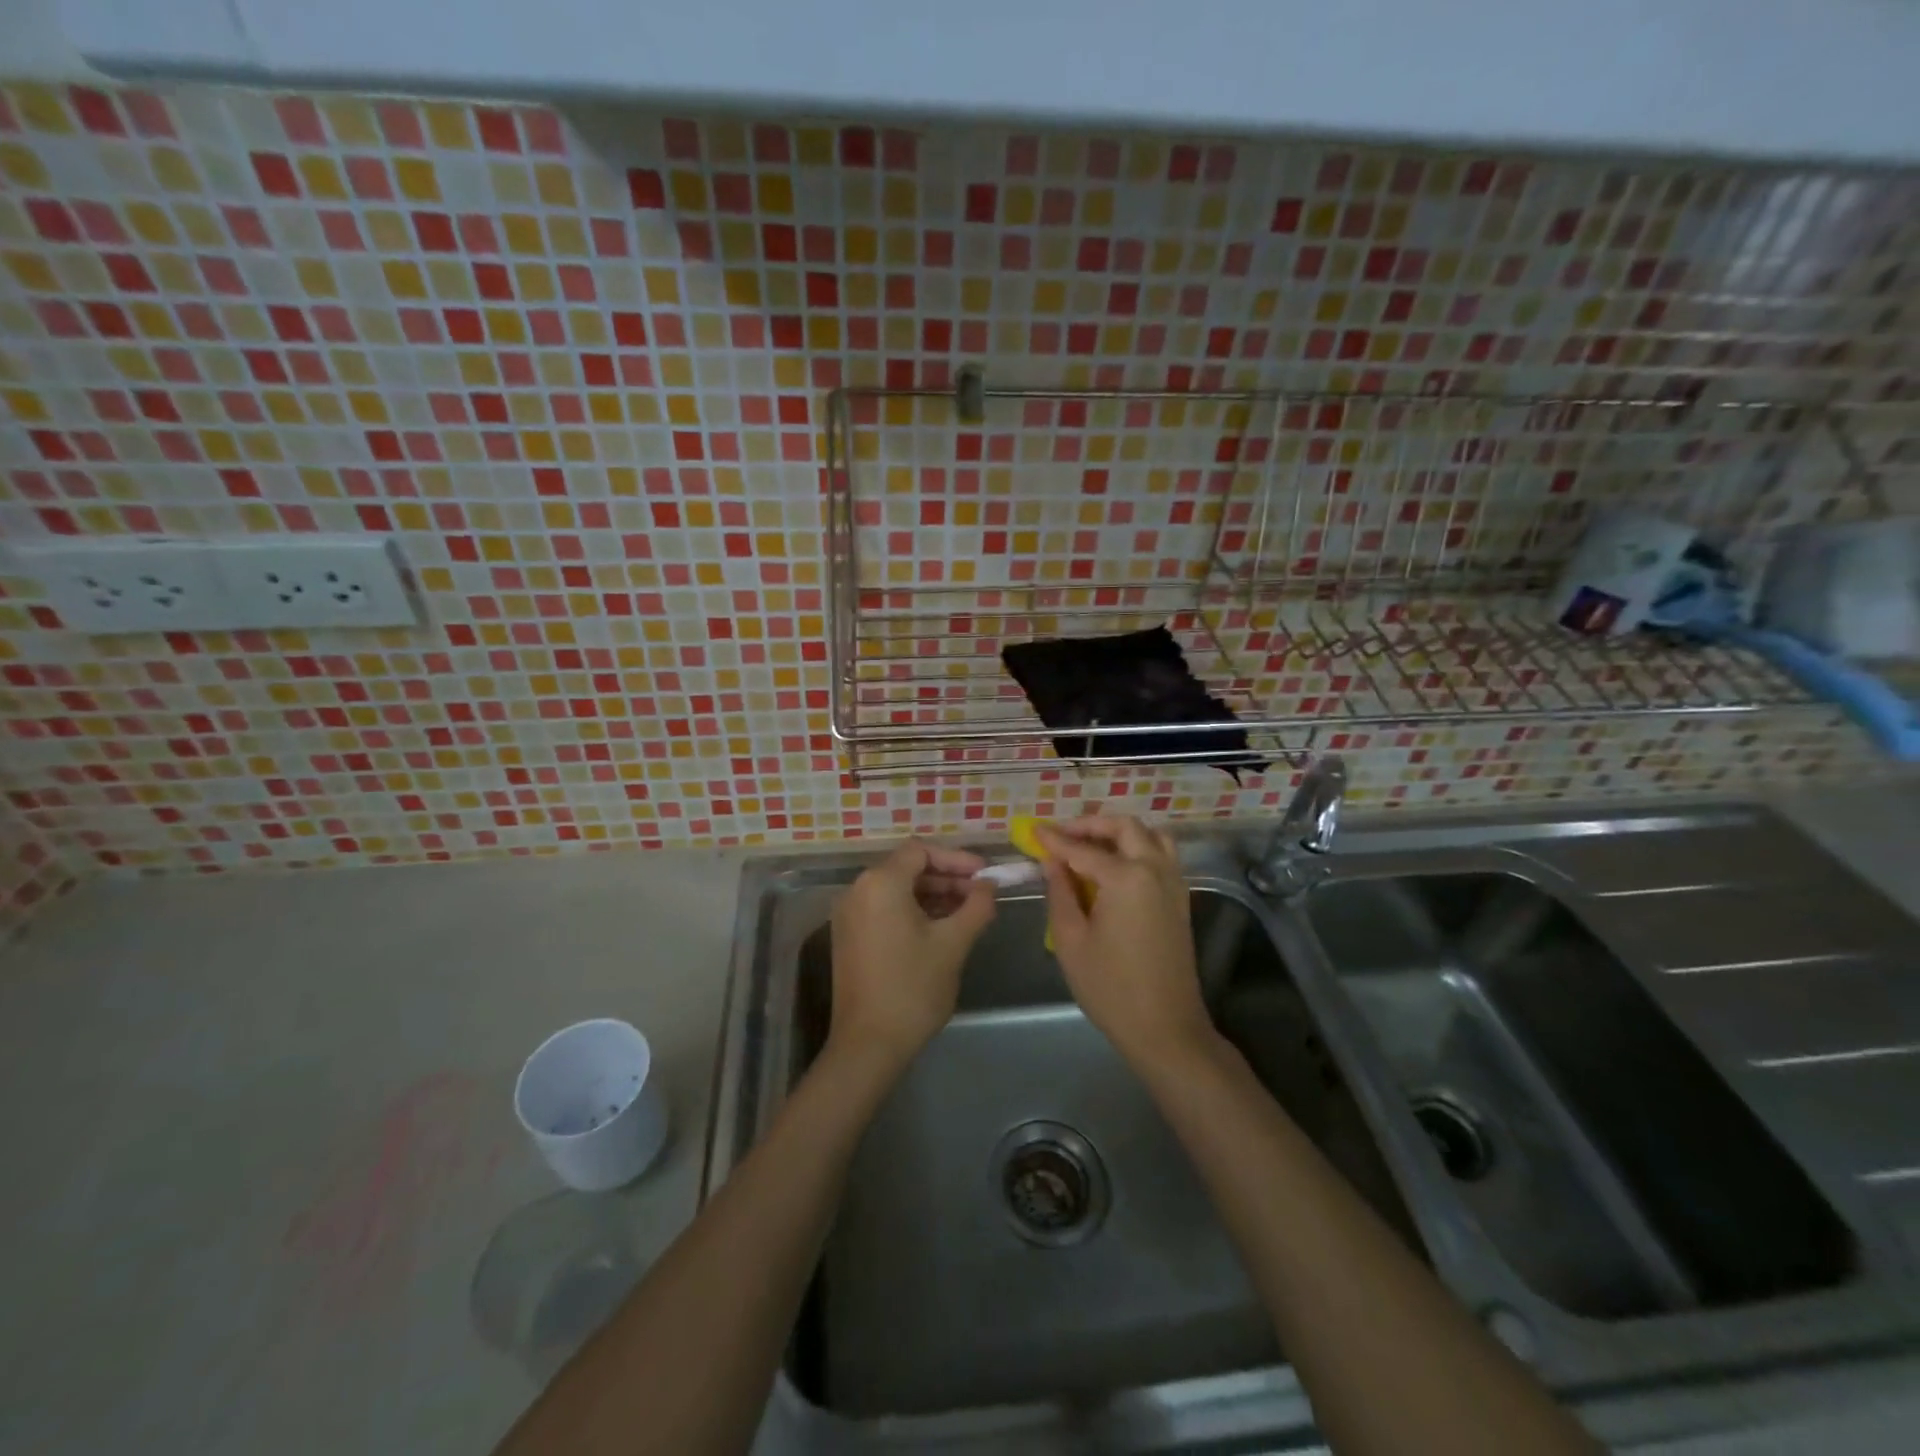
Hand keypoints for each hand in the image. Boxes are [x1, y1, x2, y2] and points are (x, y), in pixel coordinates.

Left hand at [829, 841, 995, 1071]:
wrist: (869, 1044)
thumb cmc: (913, 988)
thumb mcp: (953, 943)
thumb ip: (976, 906)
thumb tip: (989, 885)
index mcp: (881, 883)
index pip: (921, 851)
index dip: (956, 858)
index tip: (984, 875)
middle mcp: (858, 889)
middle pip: (907, 867)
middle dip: (946, 877)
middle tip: (980, 894)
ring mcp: (849, 914)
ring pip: (897, 889)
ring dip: (932, 894)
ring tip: (966, 912)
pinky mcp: (848, 935)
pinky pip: (884, 907)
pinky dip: (912, 909)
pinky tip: (940, 927)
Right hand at [1037, 816, 1216, 1072]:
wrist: (1165, 1028)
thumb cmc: (1110, 988)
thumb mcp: (1071, 941)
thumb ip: (1060, 893)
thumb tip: (1053, 863)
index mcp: (1127, 877)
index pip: (1083, 849)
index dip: (1055, 840)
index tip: (1034, 831)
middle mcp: (1155, 870)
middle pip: (1125, 828)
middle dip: (1092, 825)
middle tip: (1063, 835)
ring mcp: (1174, 884)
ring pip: (1151, 836)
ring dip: (1121, 832)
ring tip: (1091, 845)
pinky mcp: (1180, 900)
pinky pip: (1162, 856)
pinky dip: (1139, 848)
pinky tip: (1115, 867)